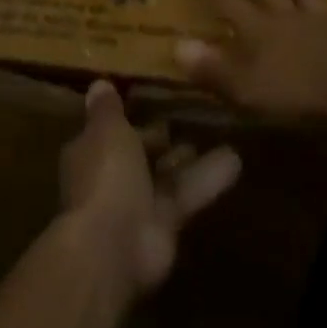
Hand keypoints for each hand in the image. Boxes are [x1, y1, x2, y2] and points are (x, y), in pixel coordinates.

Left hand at [58, 79, 240, 297]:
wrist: (114, 245)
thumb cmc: (105, 175)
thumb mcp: (108, 129)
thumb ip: (108, 109)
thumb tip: (100, 83)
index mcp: (90, 152)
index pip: (110, 132)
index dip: (129, 119)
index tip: (154, 101)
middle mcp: (110, 178)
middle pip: (139, 154)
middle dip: (160, 140)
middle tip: (189, 118)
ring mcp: (137, 205)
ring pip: (166, 175)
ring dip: (189, 160)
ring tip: (222, 135)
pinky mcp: (165, 226)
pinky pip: (187, 196)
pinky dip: (208, 180)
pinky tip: (236, 160)